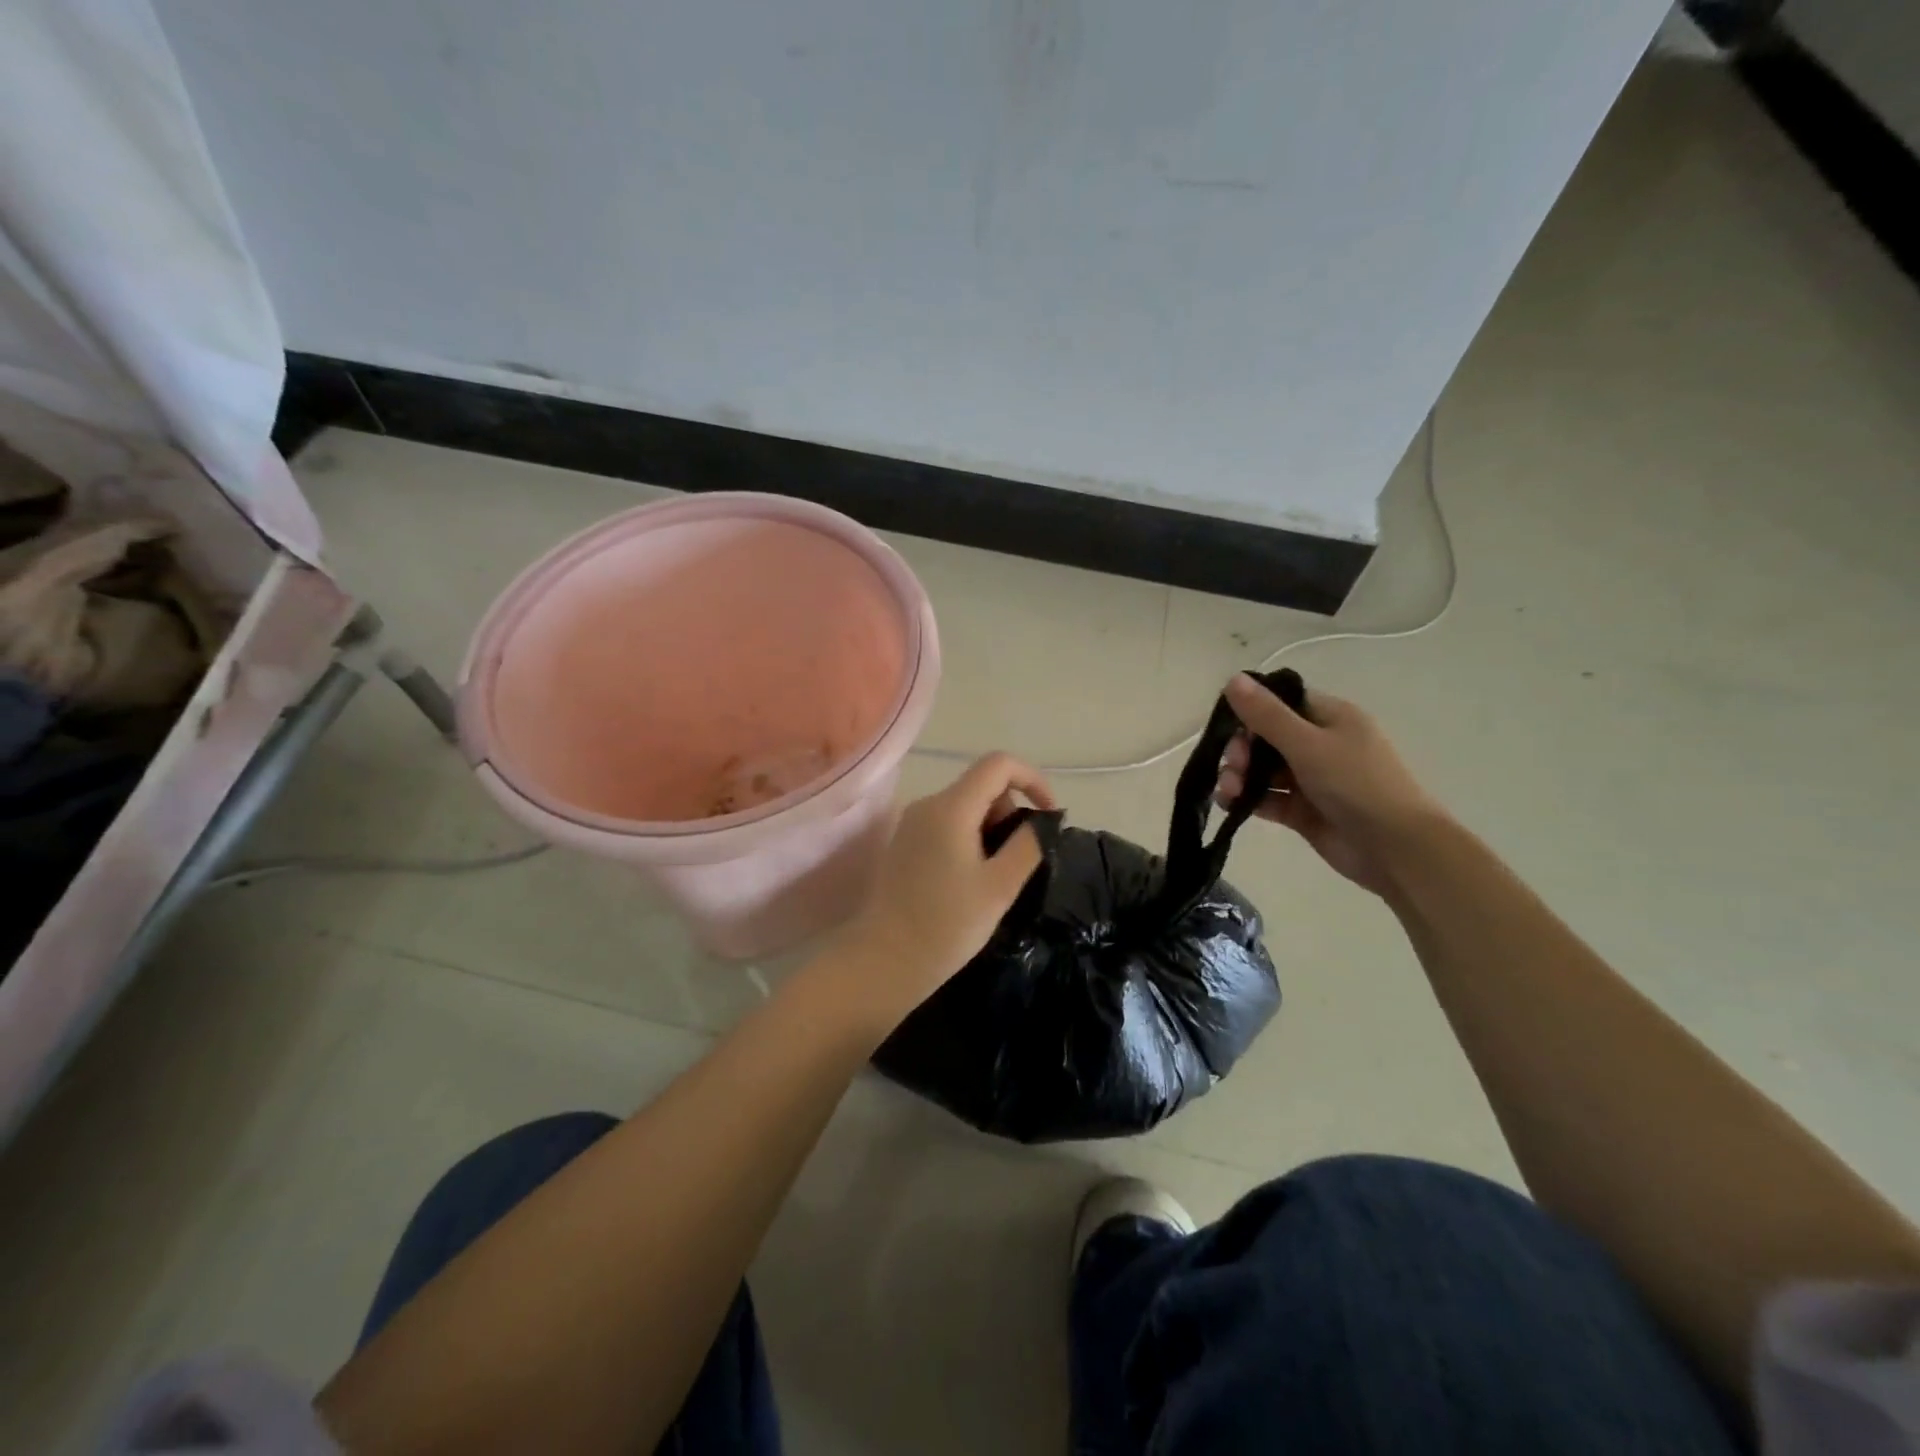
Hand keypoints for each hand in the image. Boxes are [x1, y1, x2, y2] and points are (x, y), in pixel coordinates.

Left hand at [829, 752, 1054, 1026]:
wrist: (884, 960)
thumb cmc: (946, 925)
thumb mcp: (1000, 886)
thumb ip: (1028, 844)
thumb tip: (1043, 820)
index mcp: (951, 807)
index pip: (999, 764)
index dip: (1033, 780)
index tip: (1049, 816)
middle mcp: (928, 804)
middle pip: (982, 785)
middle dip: (1010, 812)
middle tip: (1016, 862)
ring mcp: (911, 823)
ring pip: (966, 806)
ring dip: (990, 829)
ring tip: (994, 878)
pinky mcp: (904, 842)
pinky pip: (947, 824)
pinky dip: (970, 839)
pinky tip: (970, 880)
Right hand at [1214, 674, 1443, 895]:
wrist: (1396, 849)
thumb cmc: (1357, 785)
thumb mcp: (1308, 744)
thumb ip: (1267, 714)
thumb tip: (1232, 678)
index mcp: (1330, 718)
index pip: (1281, 702)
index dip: (1251, 711)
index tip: (1229, 726)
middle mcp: (1320, 744)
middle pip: (1266, 737)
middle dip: (1241, 749)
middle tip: (1233, 767)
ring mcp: (1311, 779)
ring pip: (1262, 769)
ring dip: (1239, 776)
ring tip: (1229, 792)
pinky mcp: (1303, 811)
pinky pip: (1267, 798)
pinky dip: (1247, 799)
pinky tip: (1230, 805)